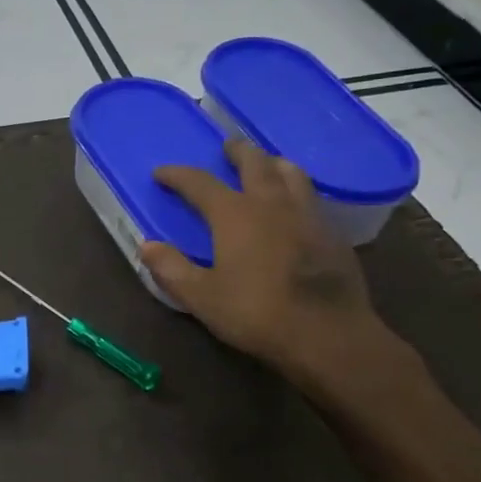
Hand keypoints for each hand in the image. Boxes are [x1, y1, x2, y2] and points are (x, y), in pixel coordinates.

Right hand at [139, 138, 396, 396]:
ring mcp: (307, 215)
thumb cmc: (257, 313)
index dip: (178, 175)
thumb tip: (147, 246)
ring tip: (266, 165)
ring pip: (291, 173)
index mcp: (235, 214)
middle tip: (227, 147)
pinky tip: (295, 206)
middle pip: (255, 163)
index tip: (161, 173)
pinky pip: (312, 197)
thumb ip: (171, 269)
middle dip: (237, 152)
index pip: (199, 183)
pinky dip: (297, 190)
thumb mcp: (202, 297)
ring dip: (273, 163)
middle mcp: (271, 203)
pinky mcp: (333, 233)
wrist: (328, 334)